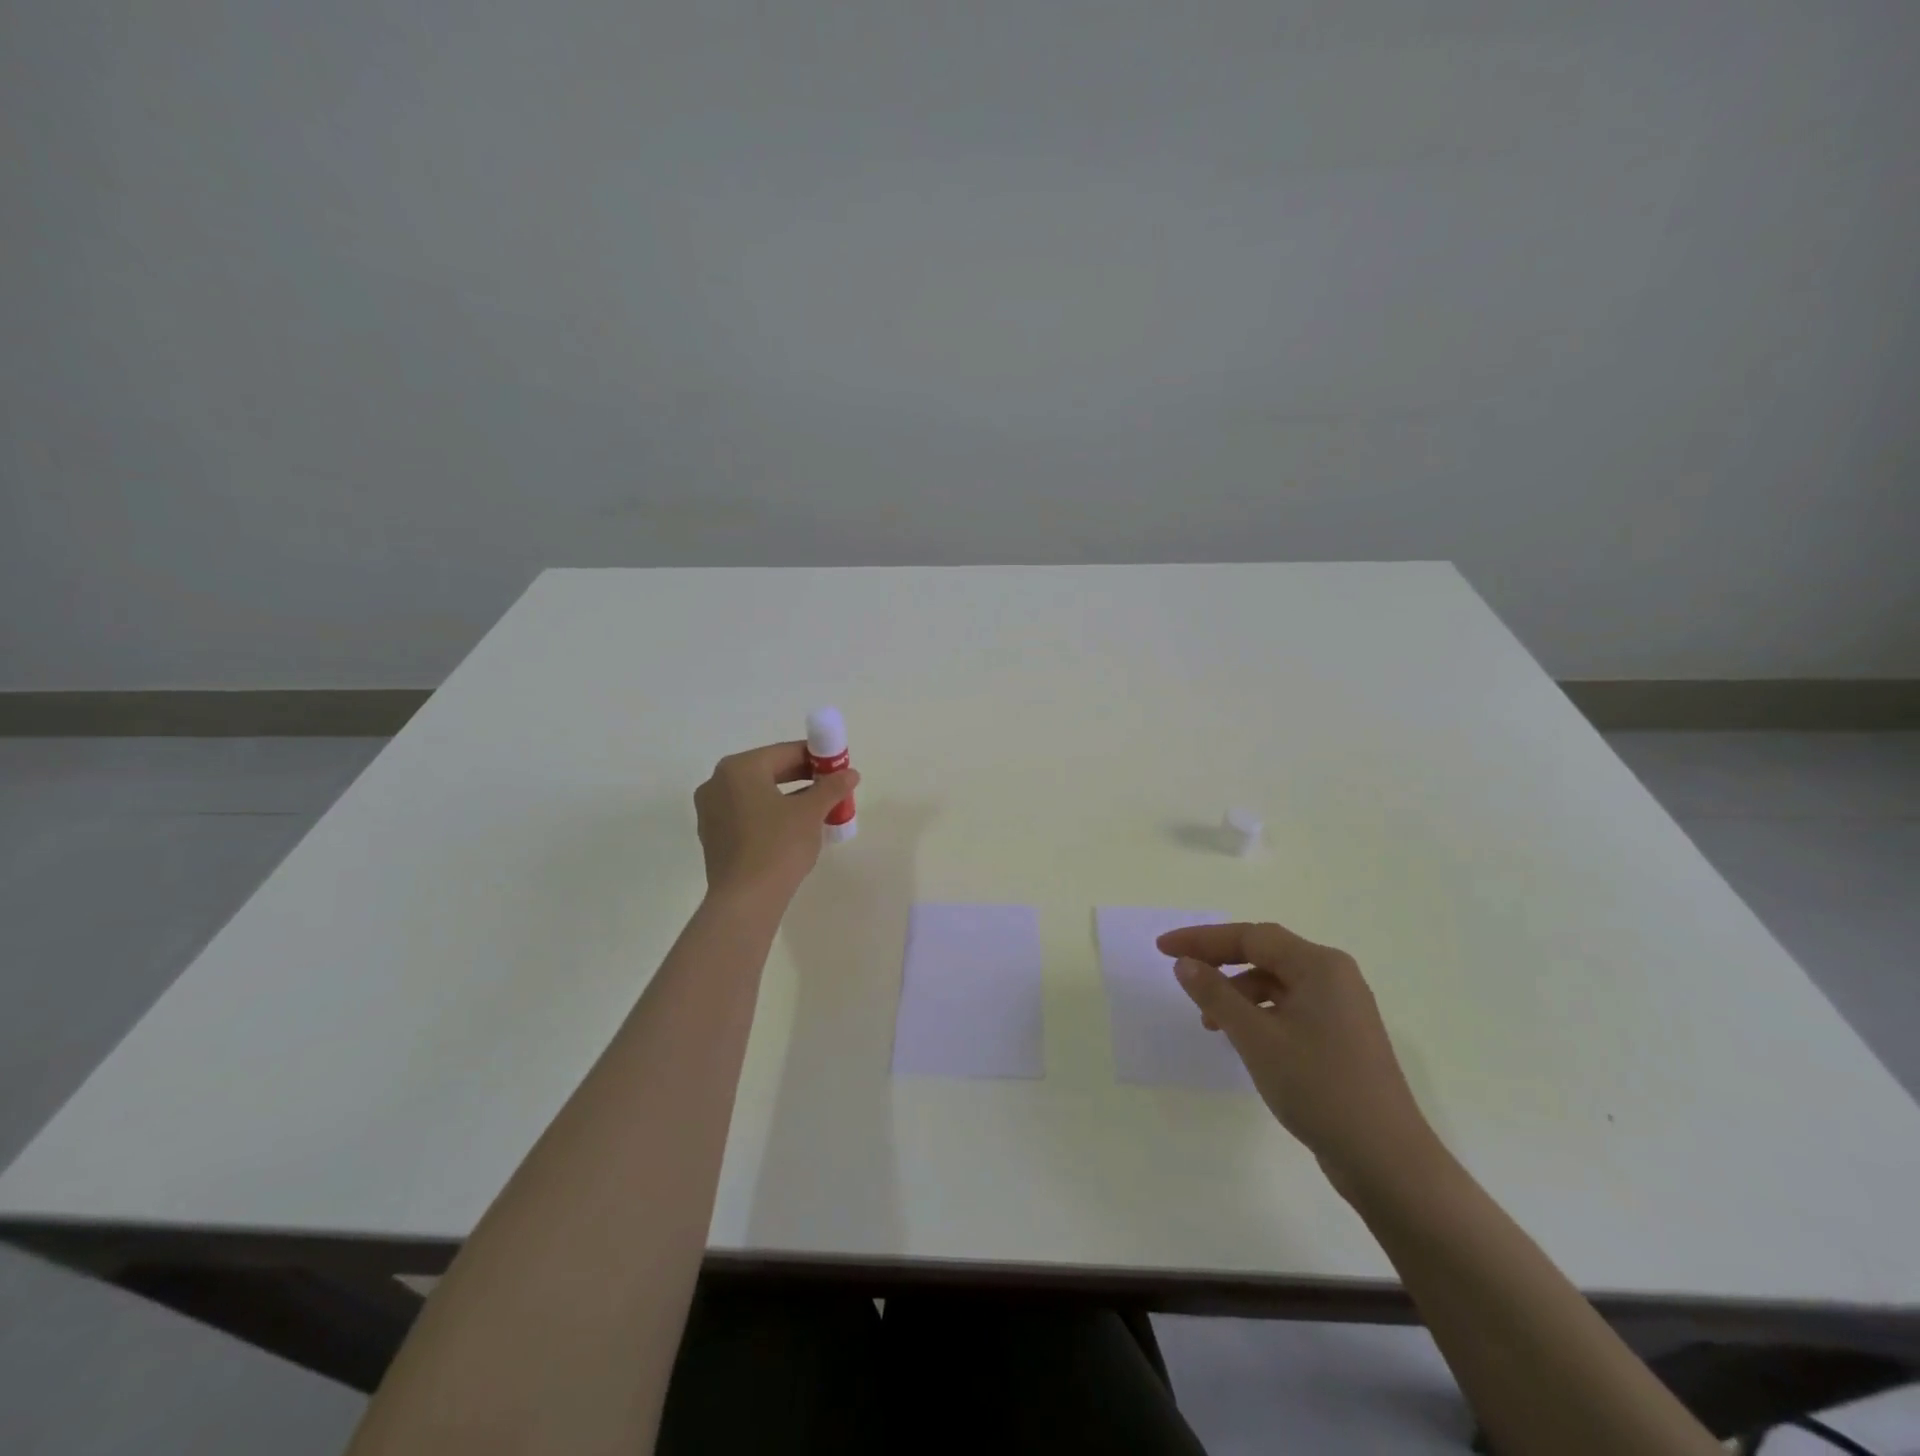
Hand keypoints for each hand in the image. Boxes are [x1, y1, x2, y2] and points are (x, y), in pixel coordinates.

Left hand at [693, 742, 859, 904]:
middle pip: (769, 771)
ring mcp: (710, 811)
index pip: (785, 752)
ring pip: (757, 794)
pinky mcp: (713, 836)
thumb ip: (831, 787)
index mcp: (739, 768)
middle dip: (802, 777)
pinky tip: (792, 830)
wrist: (746, 900)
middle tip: (831, 788)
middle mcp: (717, 783)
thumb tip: (850, 773)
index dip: (816, 757)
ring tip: (817, 810)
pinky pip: (747, 814)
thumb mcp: (811, 813)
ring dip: (787, 797)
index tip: (838, 768)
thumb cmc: (778, 846)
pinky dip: (770, 815)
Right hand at [1157, 922, 1437, 1191]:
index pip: (1251, 936)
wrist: (1387, 1161)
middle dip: (1218, 961)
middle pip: (1265, 953)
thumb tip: (1184, 963)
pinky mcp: (1341, 1037)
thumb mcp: (1256, 1038)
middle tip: (1178, 971)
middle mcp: (1334, 977)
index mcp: (1319, 966)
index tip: (1163, 948)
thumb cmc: (1319, 1088)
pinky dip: (1259, 1013)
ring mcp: (1341, 1008)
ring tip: (1208, 1021)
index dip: (1202, 940)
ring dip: (1237, 992)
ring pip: (1276, 982)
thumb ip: (1216, 994)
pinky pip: (1290, 1007)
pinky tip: (1242, 1038)